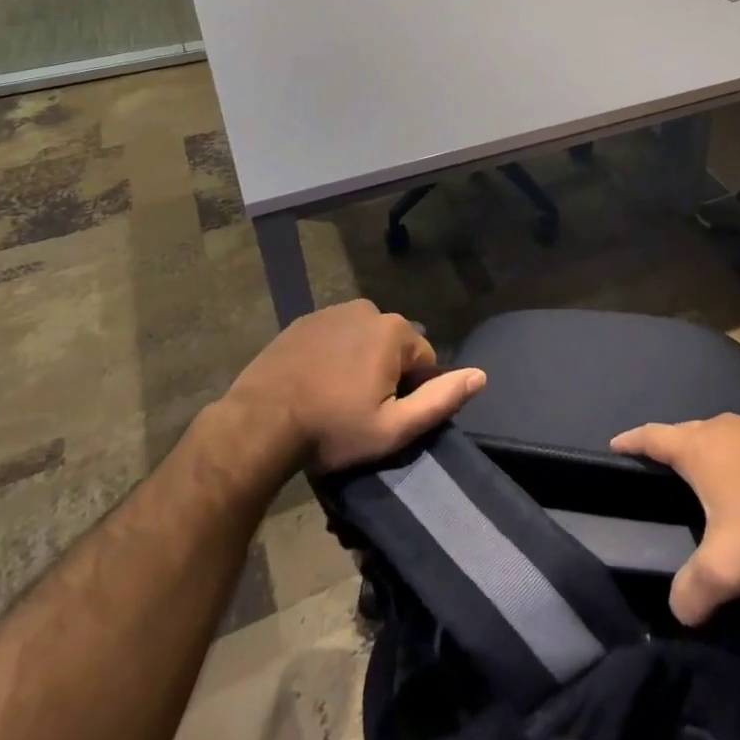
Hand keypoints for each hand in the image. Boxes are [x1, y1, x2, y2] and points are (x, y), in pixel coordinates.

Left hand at [228, 300, 485, 471]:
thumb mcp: (393, 428)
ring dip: (359, 364)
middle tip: (359, 412)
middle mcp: (368, 309)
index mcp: (394, 331)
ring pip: (363, 340)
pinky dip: (332, 356)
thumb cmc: (332, 429)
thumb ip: (440, 400)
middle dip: (385, 375)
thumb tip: (481, 375)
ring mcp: (331, 312)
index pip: (424, 361)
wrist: (258, 425)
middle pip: (393, 347)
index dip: (411, 393)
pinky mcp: (302, 322)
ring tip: (335, 400)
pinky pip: (334, 337)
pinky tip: (315, 385)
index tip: (384, 418)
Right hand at [611, 414, 739, 625]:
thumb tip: (676, 613)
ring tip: (705, 473)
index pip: (653, 436)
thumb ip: (691, 590)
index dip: (631, 441)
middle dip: (671, 447)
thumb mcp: (725, 570)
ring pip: (722, 434)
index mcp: (700, 448)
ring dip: (709, 450)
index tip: (614, 444)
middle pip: (687, 432)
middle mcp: (726, 427)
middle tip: (661, 468)